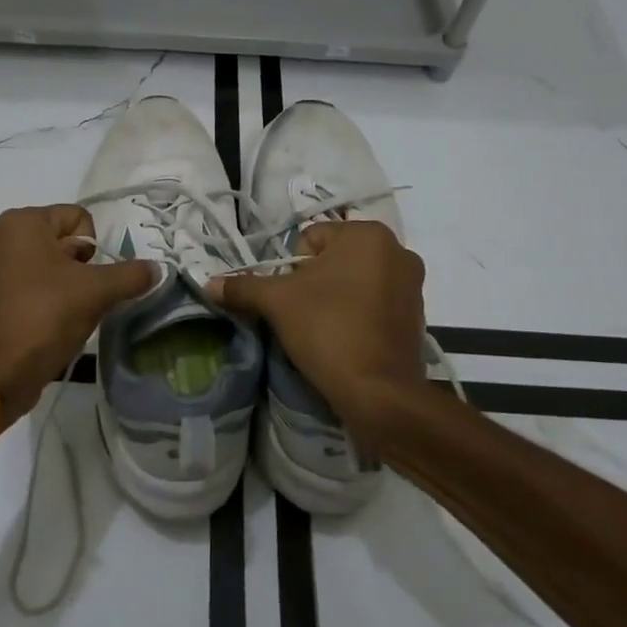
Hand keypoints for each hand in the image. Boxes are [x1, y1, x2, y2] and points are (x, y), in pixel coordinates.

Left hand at [0, 205, 154, 429]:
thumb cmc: (46, 316)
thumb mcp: (97, 292)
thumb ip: (131, 275)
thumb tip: (156, 269)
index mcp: (22, 221)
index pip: (78, 218)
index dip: (95, 248)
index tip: (90, 279)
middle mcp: (0, 234)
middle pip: (62, 239)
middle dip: (81, 266)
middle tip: (81, 296)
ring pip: (47, 262)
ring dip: (65, 282)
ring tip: (67, 311)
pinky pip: (28, 280)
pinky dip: (45, 295)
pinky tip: (50, 319)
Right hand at [208, 221, 427, 451]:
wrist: (379, 392)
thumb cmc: (328, 329)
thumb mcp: (277, 303)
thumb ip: (243, 287)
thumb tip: (209, 283)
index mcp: (367, 234)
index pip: (310, 239)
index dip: (290, 268)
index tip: (288, 298)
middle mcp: (397, 250)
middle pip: (334, 259)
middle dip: (313, 282)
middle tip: (301, 314)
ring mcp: (413, 284)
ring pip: (355, 281)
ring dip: (336, 297)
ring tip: (323, 329)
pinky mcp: (417, 316)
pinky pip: (375, 304)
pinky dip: (358, 315)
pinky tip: (345, 339)